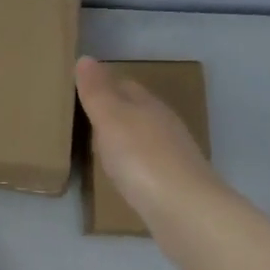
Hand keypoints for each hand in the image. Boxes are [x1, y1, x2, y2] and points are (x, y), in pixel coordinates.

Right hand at [76, 56, 225, 235]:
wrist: (185, 210)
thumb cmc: (141, 158)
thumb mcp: (110, 119)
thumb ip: (97, 91)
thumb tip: (86, 58)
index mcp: (148, 104)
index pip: (125, 85)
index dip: (105, 84)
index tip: (83, 90)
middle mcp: (165, 124)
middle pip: (138, 110)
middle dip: (116, 111)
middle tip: (88, 118)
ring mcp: (174, 155)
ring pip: (145, 137)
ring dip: (127, 139)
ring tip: (103, 148)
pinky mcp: (177, 184)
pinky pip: (150, 165)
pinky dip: (136, 165)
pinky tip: (127, 176)